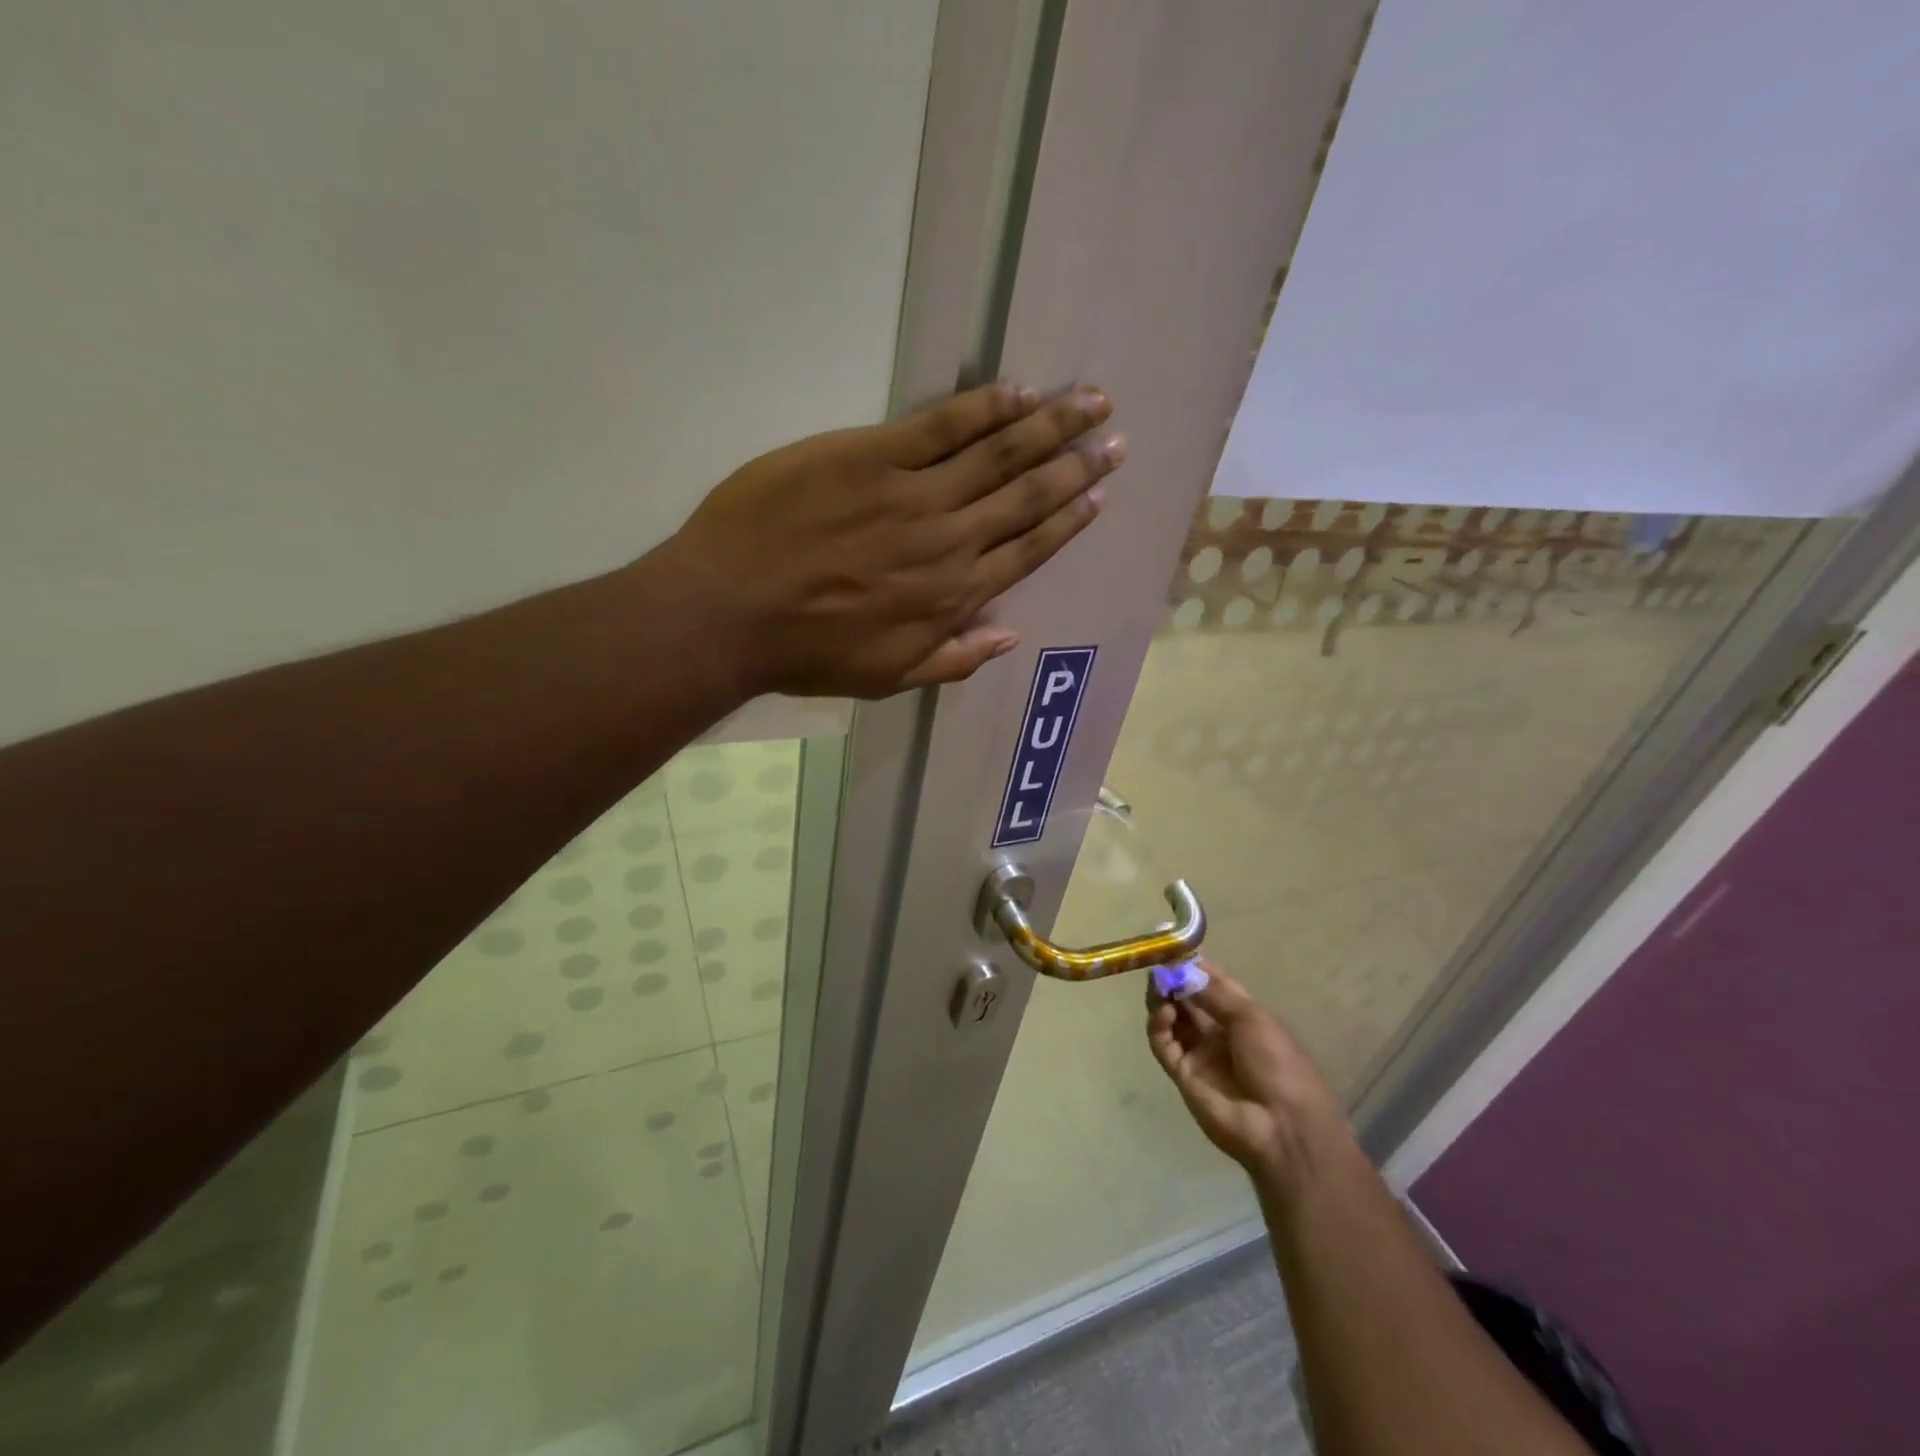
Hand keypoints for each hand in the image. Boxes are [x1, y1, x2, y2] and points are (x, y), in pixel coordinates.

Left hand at [652, 382, 1123, 698]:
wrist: (731, 612)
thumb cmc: (807, 652)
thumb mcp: (887, 677)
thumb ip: (954, 659)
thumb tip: (1009, 635)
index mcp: (952, 596)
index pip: (1026, 551)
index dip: (1067, 520)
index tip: (1099, 495)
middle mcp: (948, 542)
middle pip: (1025, 496)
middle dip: (1075, 465)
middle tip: (1114, 436)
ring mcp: (913, 495)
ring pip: (997, 454)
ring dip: (1048, 426)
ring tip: (1089, 401)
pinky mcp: (871, 456)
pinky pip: (940, 426)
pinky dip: (982, 407)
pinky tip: (1017, 390)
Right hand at [1147, 962, 1353, 1199]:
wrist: (1283, 1129)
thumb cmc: (1279, 1065)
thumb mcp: (1252, 1018)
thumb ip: (1213, 992)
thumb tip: (1183, 967)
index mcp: (1243, 1017)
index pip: (1212, 983)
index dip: (1193, 964)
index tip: (1171, 944)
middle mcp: (1218, 1032)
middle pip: (1187, 999)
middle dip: (1172, 979)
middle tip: (1157, 964)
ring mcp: (1199, 1054)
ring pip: (1171, 1018)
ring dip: (1163, 998)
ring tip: (1158, 985)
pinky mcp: (1182, 1074)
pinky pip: (1164, 1044)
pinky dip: (1159, 1025)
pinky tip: (1164, 1013)